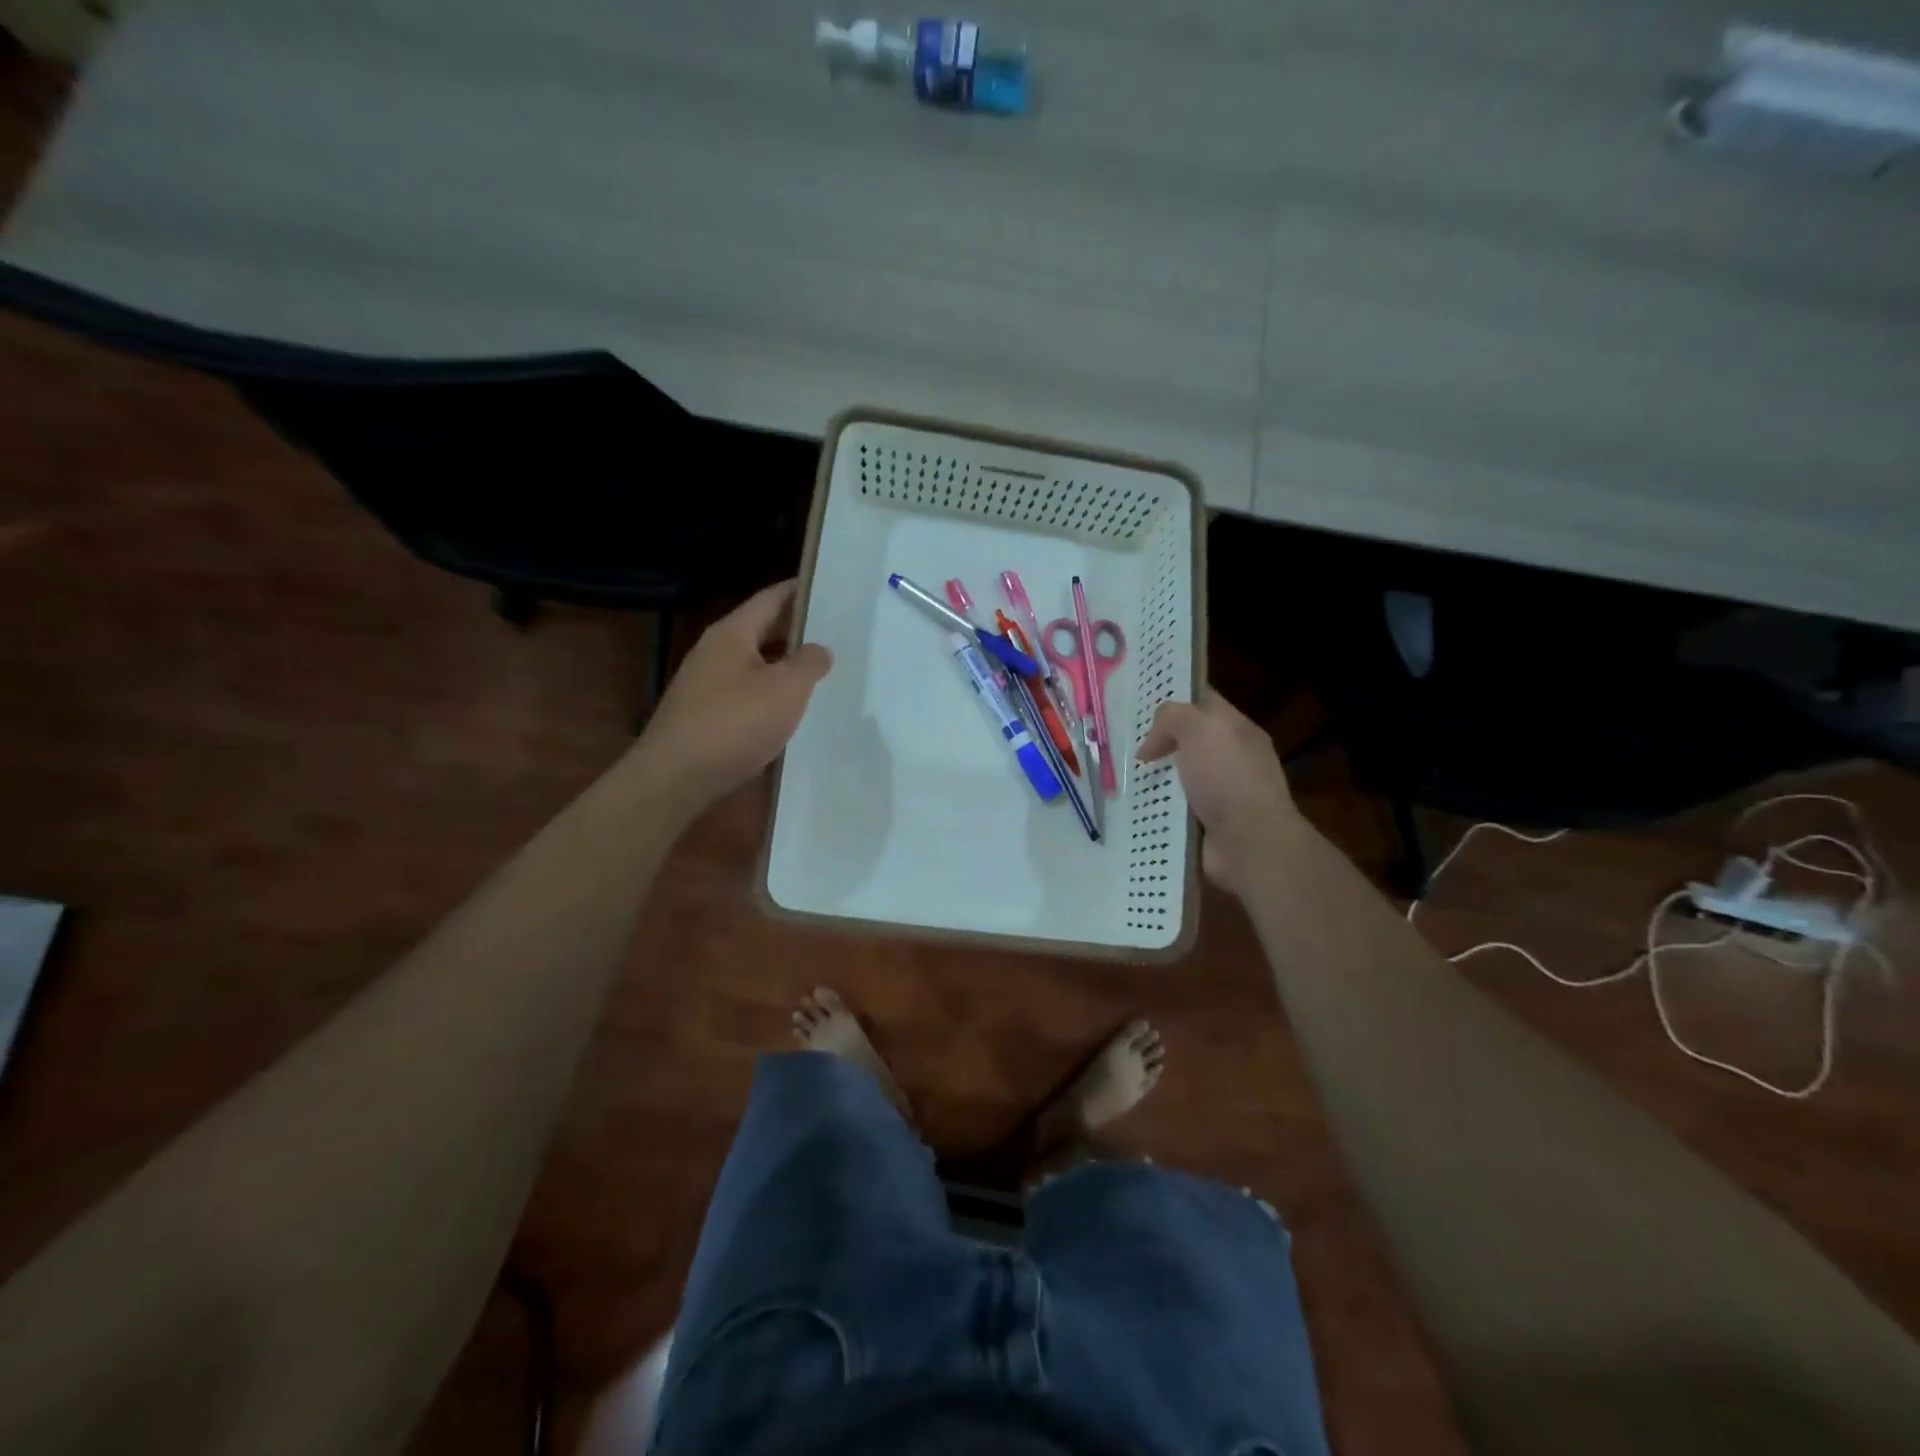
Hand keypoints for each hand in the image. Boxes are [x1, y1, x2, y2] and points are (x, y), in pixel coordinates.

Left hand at [633, 580, 831, 816]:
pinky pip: (746, 693)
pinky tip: (790, 710)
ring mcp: (706, 685)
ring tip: (821, 671)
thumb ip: (809, 663)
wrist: (675, 778)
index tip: (829, 587)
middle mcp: (715, 652)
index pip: (771, 598)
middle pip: (762, 630)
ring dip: (784, 665)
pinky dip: (770, 694)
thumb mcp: (786, 689)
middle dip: (796, 630)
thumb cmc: (735, 723)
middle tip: (836, 632)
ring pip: (755, 664)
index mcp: (732, 634)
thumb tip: (819, 649)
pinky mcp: (705, 716)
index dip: (800, 591)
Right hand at [1137, 690, 1302, 893]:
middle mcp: (1230, 760)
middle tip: (1121, 740)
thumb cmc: (1227, 777)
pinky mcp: (1203, 826)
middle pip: (1186, 741)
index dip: (1175, 696)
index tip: (1139, 700)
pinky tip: (1130, 806)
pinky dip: (1152, 810)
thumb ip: (1172, 717)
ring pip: (1175, 777)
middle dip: (1156, 741)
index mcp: (1237, 730)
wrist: (1249, 844)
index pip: (1204, 702)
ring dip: (1150, 779)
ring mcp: (1218, 794)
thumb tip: (1151, 745)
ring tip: (1117, 775)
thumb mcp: (1200, 728)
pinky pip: (1170, 810)